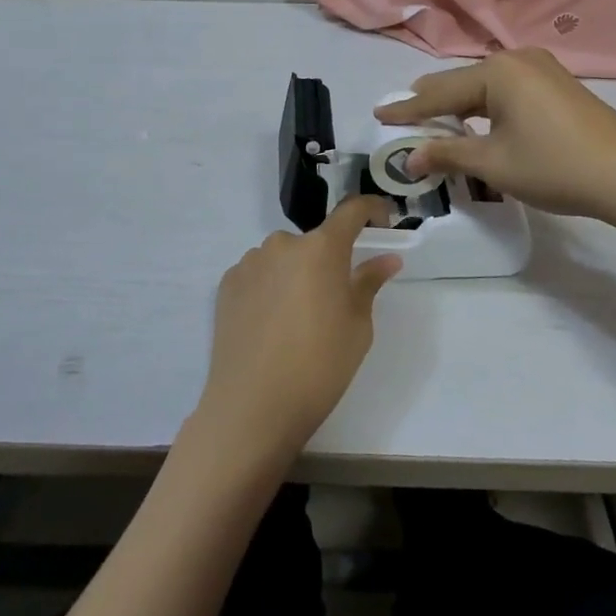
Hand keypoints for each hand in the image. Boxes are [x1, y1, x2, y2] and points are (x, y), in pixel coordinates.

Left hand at [195, 197, 401, 460]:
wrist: (253, 405)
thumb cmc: (319, 366)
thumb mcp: (357, 326)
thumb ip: (369, 283)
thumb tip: (387, 258)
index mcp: (322, 248)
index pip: (352, 210)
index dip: (371, 210)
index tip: (382, 221)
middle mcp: (283, 243)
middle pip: (314, 241)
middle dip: (328, 260)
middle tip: (333, 300)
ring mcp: (250, 261)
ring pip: (284, 257)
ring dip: (295, 274)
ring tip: (297, 318)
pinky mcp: (227, 283)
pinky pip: (258, 274)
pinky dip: (269, 288)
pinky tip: (269, 324)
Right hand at [376, 48, 615, 219]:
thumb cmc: (554, 166)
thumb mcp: (493, 163)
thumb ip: (447, 154)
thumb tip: (410, 159)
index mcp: (496, 71)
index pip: (438, 93)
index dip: (407, 109)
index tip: (379, 115)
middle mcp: (516, 59)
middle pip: (461, 82)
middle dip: (431, 101)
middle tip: (402, 113)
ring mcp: (541, 68)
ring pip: (485, 85)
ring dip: (460, 104)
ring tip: (434, 116)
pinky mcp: (558, 84)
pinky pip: (508, 89)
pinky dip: (486, 105)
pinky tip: (478, 118)